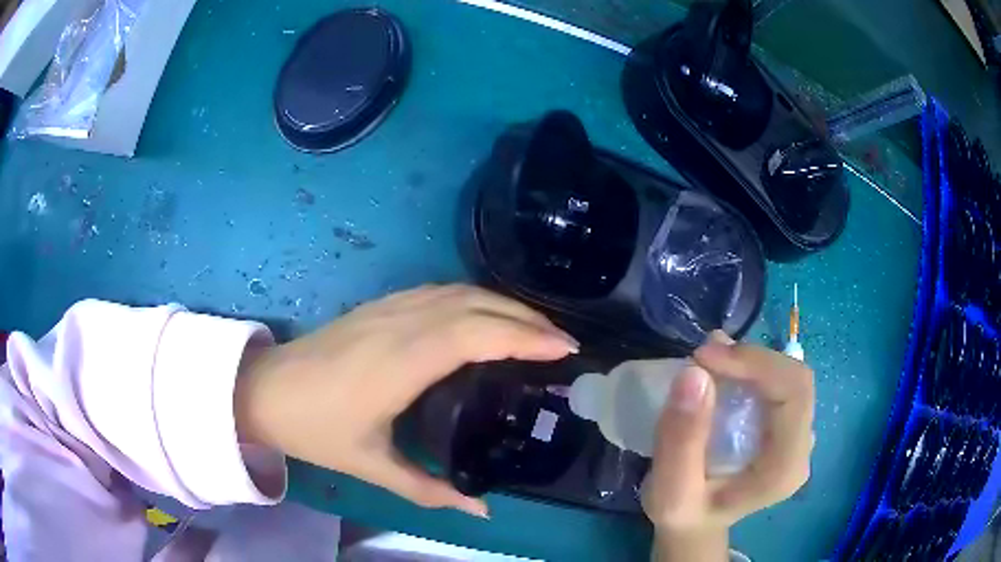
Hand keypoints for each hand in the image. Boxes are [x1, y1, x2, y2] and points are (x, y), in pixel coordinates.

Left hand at [234, 285, 577, 517]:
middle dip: (527, 319)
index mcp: (400, 362)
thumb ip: (430, 490)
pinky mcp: (379, 304)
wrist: (264, 390)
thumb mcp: (372, 466)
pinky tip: (486, 316)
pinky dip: (475, 299)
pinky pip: (439, 291)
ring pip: (459, 291)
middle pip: (476, 305)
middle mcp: (400, 324)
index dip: (525, 337)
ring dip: (503, 304)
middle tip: (562, 343)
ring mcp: (388, 308)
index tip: (565, 349)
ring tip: (534, 329)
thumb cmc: (315, 429)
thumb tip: (482, 509)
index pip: (476, 335)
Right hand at [643, 331, 813, 560]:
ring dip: (747, 362)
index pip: (794, 392)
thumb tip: (694, 373)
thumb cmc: (684, 514)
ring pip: (786, 376)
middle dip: (750, 359)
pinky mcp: (786, 426)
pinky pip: (776, 383)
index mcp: (786, 467)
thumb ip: (681, 440)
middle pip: (793, 379)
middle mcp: (802, 447)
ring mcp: (797, 435)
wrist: (697, 525)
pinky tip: (720, 374)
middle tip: (702, 357)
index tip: (705, 357)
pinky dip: (747, 370)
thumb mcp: (670, 491)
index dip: (756, 364)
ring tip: (706, 363)